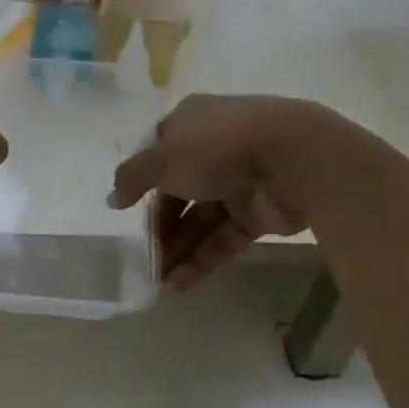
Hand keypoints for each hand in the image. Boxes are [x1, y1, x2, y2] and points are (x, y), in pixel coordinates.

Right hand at [110, 94, 314, 288]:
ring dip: (178, 248)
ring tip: (157, 280)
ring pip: (200, 218)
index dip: (141, 181)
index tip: (126, 210)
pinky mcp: (260, 212)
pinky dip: (202, 259)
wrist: (295, 159)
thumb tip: (113, 199)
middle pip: (178, 192)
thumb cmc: (217, 147)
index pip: (158, 153)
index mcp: (191, 123)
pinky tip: (179, 284)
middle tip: (144, 257)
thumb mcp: (161, 158)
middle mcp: (214, 148)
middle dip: (160, 226)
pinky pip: (224, 237)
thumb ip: (131, 179)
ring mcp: (239, 180)